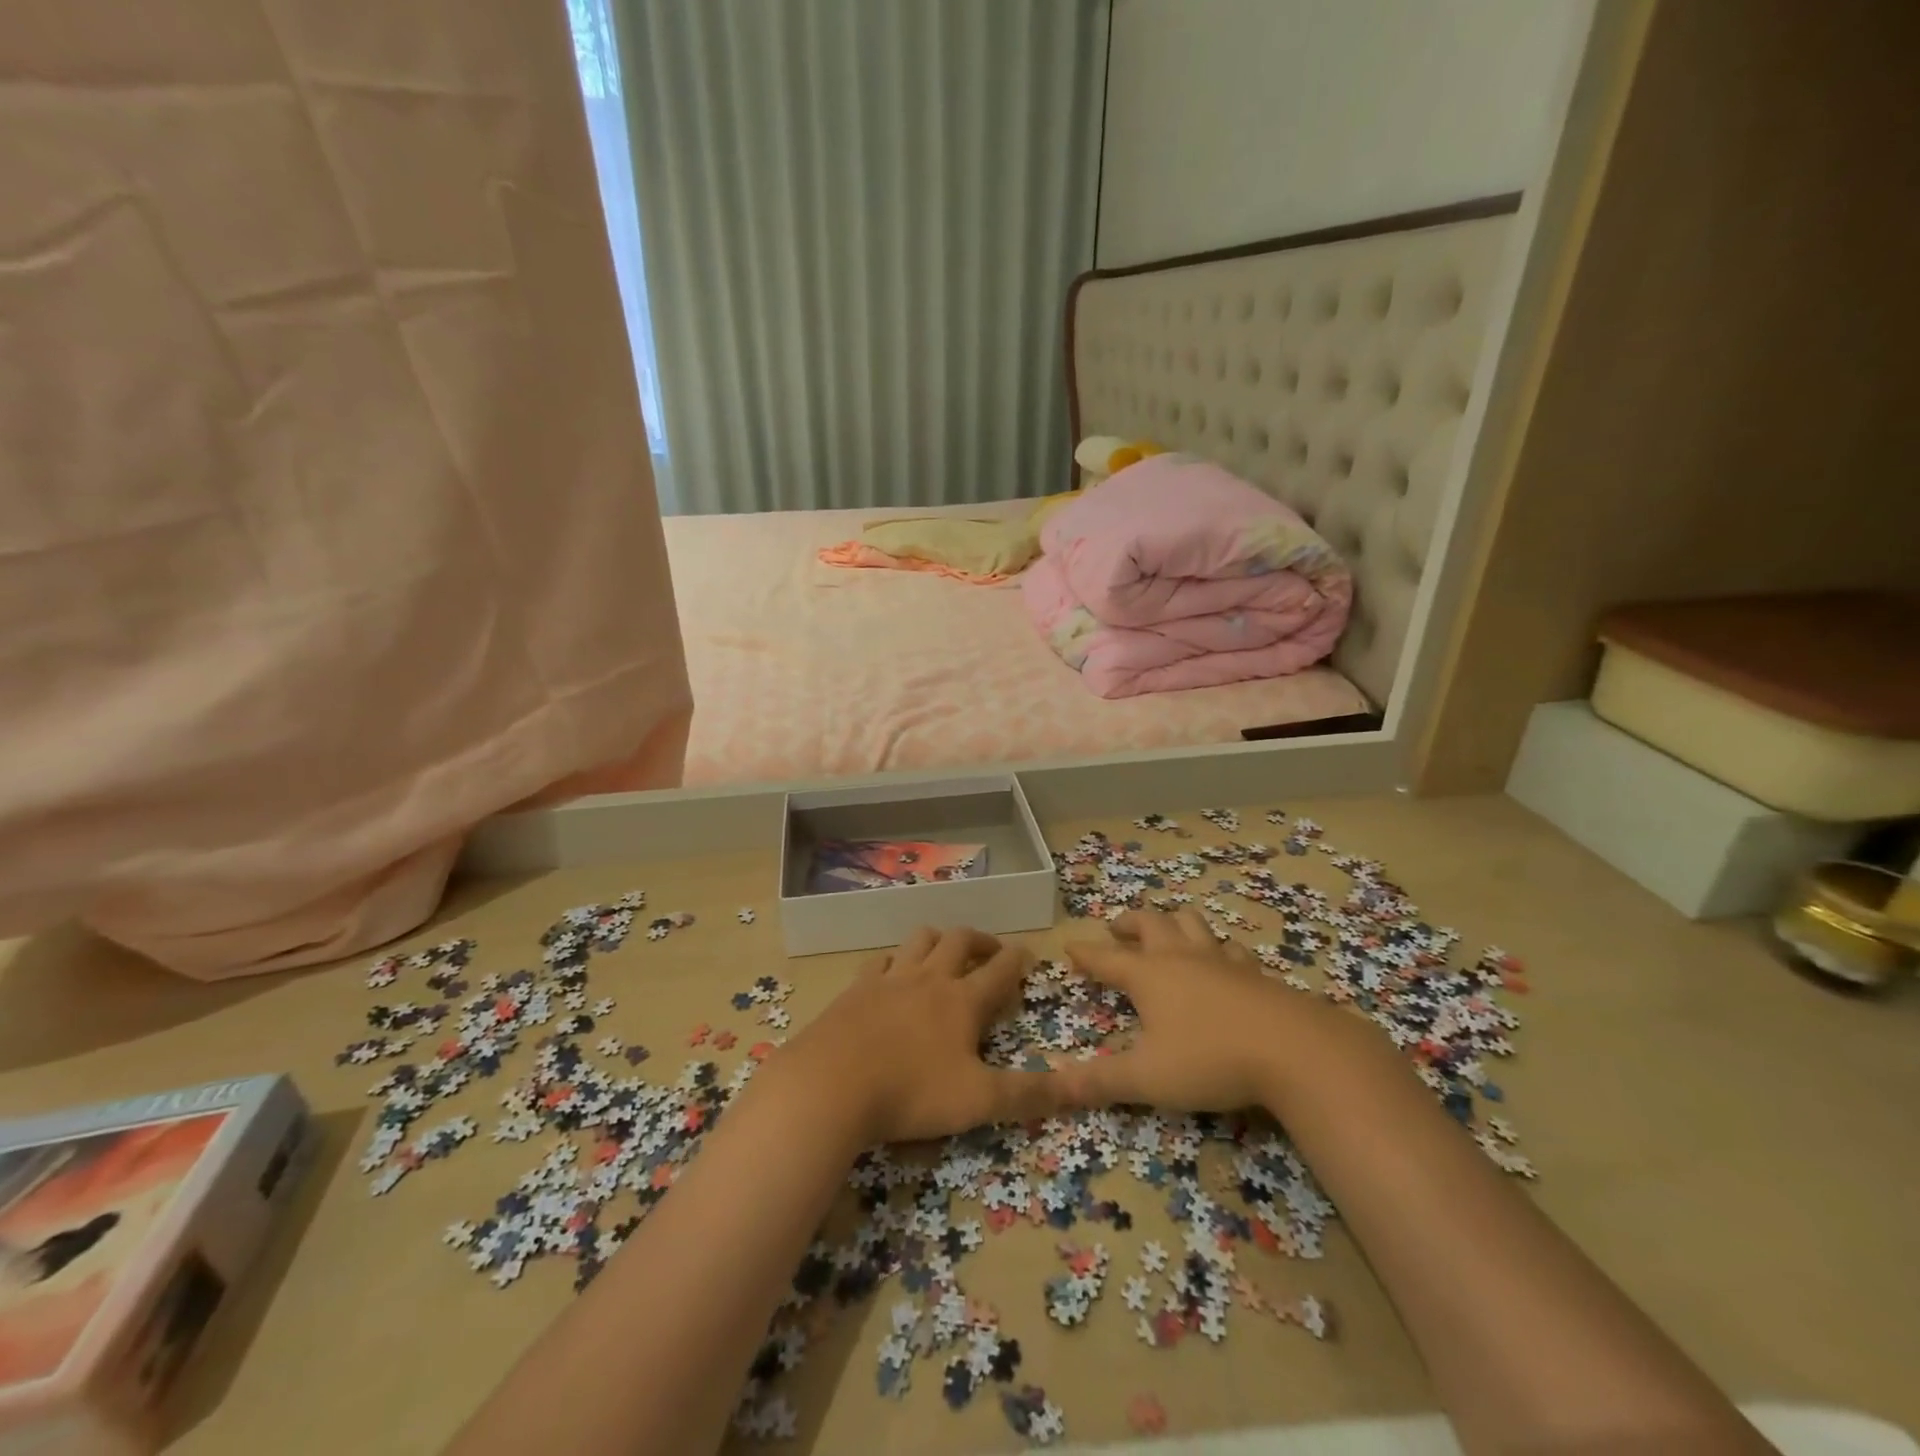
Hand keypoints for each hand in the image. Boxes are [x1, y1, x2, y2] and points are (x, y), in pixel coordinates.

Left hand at [778, 926, 1063, 1144]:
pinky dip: (894, 961)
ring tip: (944, 952)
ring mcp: (889, 979)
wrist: (831, 1084)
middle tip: (990, 950)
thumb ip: (1028, 1095)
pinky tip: (891, 973)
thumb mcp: (978, 1101)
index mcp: (962, 1001)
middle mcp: (928, 979)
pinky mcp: (856, 989)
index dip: (1017, 959)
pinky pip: (880, 961)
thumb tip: (1078, 1088)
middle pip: (959, 940)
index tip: (1028, 952)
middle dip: (980, 940)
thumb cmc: (911, 1092)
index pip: (1000, 970)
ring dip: (938, 940)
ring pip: (919, 940)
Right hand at [1062, 908, 1323, 1112]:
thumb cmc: (1209, 1059)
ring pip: (1191, 924)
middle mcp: (1181, 957)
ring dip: (1173, 923)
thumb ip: (1099, 1082)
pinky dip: (1216, 948)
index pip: (1106, 958)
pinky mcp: (1254, 973)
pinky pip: (1229, 948)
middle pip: (1150, 924)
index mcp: (1148, 975)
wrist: (1295, 1050)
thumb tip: (1050, 1086)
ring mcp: (1220, 960)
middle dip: (1129, 923)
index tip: (1070, 946)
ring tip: (1166, 932)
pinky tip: (1222, 960)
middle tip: (1117, 929)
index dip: (1086, 954)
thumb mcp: (1147, 1078)